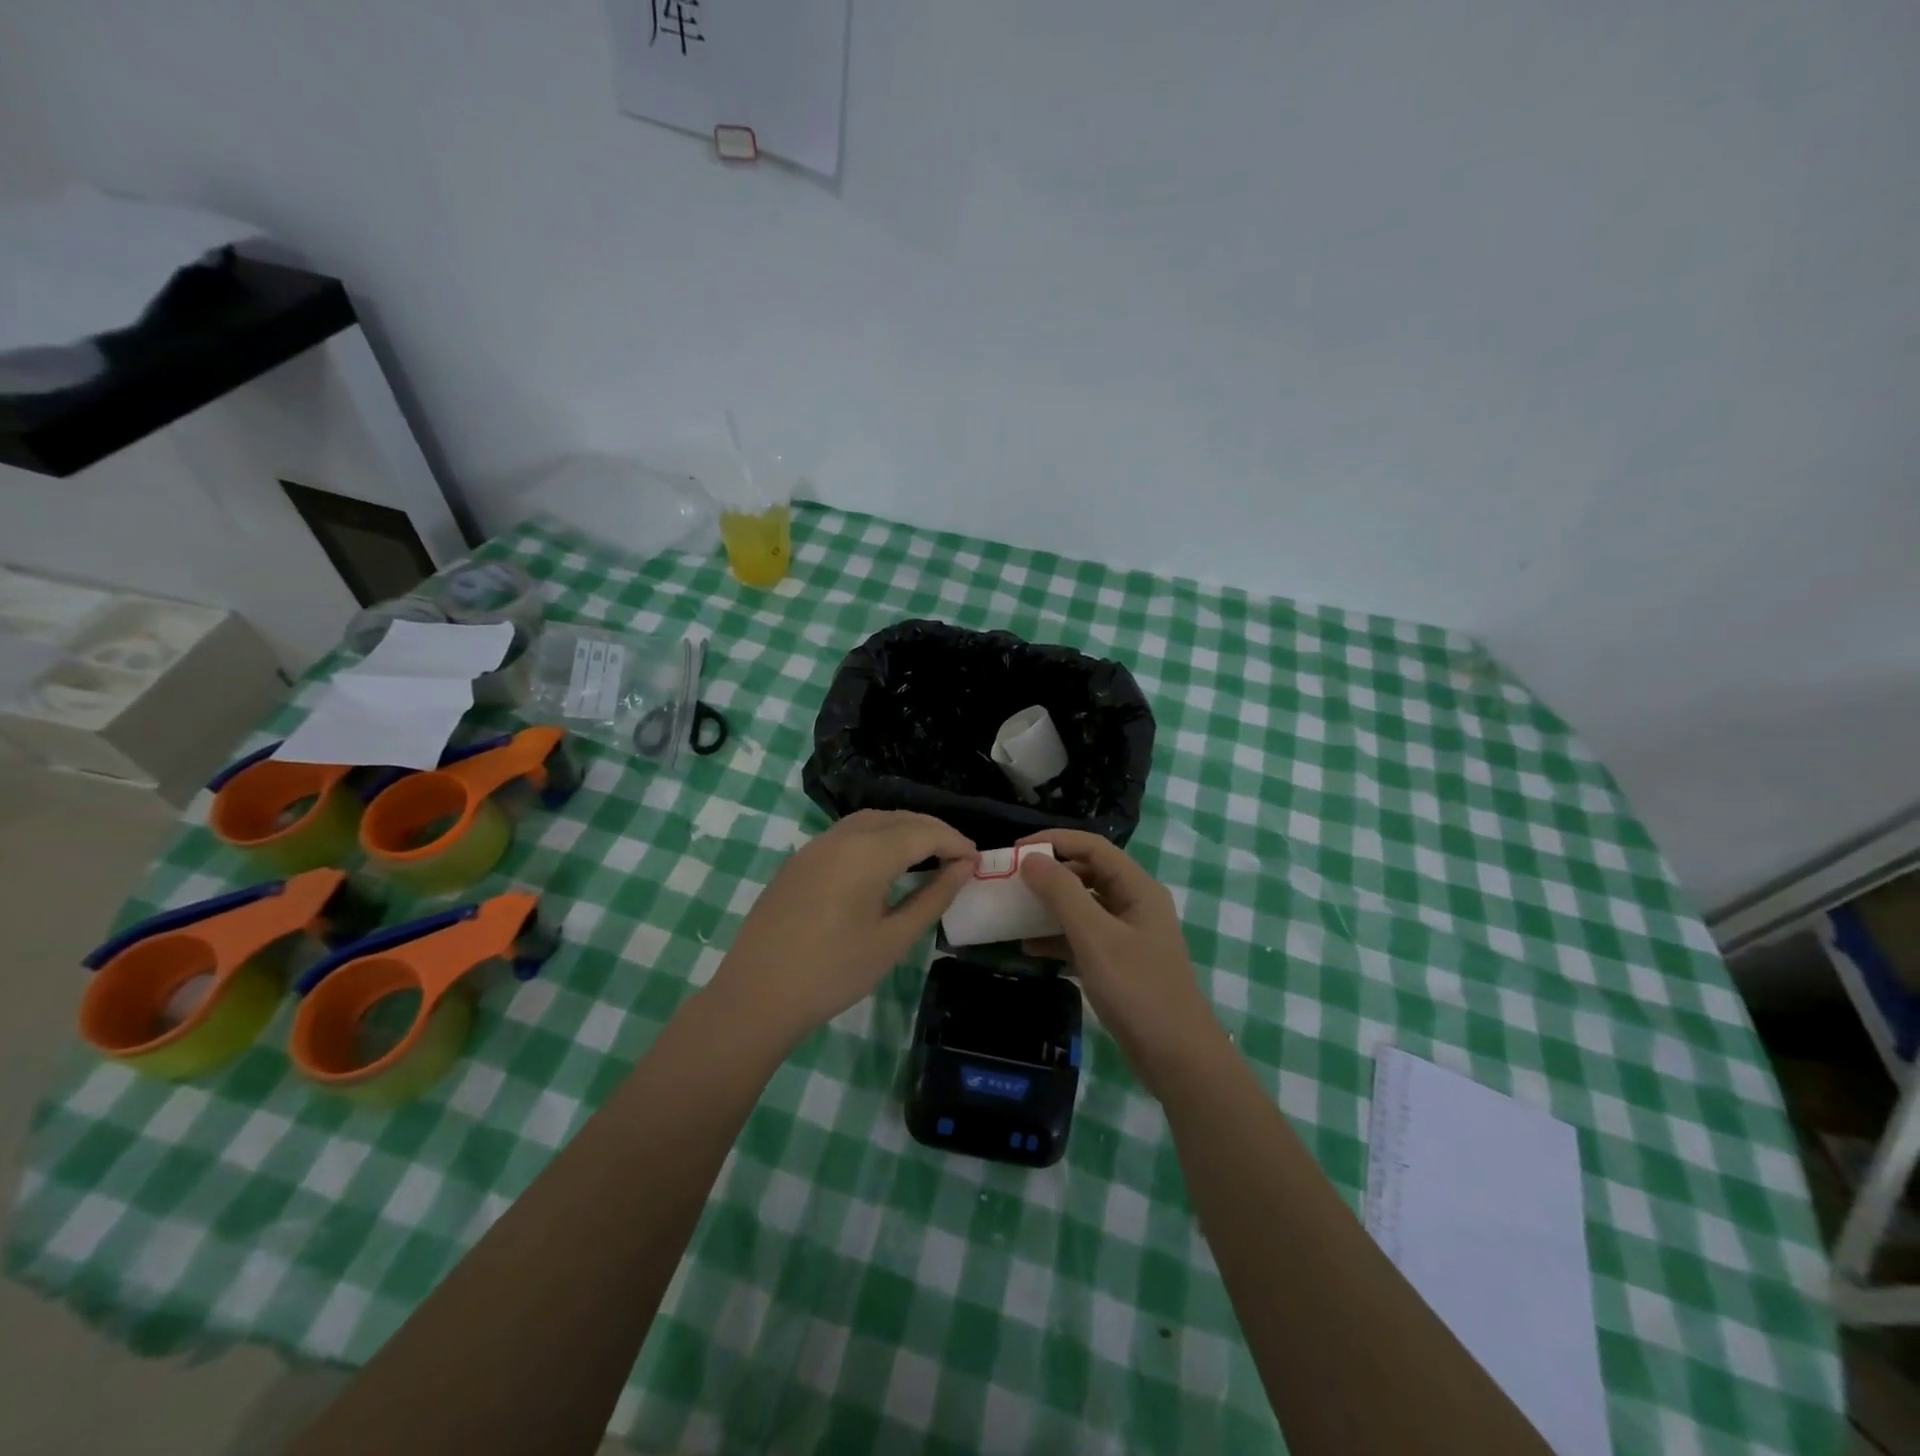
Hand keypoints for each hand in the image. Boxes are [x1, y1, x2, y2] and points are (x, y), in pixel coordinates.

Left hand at [711, 810, 976, 1043]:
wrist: (757, 996)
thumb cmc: (833, 972)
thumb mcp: (893, 939)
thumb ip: (933, 897)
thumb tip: (963, 868)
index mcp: (867, 852)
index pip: (923, 832)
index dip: (955, 842)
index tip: (978, 861)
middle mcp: (841, 836)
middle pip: (898, 819)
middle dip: (933, 832)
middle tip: (959, 857)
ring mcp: (815, 846)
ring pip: (871, 821)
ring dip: (904, 829)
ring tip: (928, 855)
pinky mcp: (799, 861)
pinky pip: (847, 833)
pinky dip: (876, 836)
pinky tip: (885, 862)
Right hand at [1018, 830, 1222, 1096]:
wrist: (1177, 1058)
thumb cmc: (1138, 989)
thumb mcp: (1095, 937)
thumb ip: (1062, 894)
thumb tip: (1030, 858)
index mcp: (1137, 888)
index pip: (1093, 847)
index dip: (1054, 841)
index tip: (1014, 850)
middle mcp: (1134, 904)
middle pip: (1087, 874)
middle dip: (1049, 874)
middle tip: (1010, 882)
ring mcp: (1128, 935)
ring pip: (1083, 907)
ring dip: (1050, 908)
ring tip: (1013, 913)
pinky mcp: (1119, 963)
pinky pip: (1083, 938)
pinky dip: (1057, 939)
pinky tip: (1029, 950)